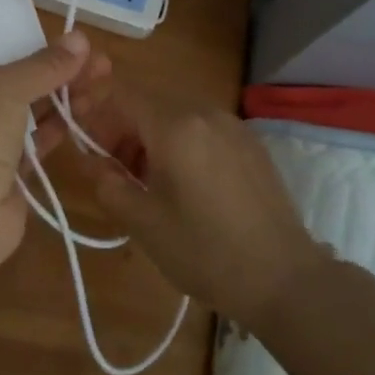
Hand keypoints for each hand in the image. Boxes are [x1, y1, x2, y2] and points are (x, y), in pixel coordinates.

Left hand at [0, 32, 109, 278]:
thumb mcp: (3, 87)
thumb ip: (43, 65)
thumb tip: (80, 38)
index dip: (19, 40)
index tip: (55, 36)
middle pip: (11, 80)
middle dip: (53, 68)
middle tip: (94, 58)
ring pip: (27, 110)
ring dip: (62, 94)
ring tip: (103, 77)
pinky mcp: (5, 175)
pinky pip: (36, 142)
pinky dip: (59, 126)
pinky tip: (88, 108)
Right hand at [81, 84, 325, 328]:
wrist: (283, 278)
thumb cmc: (205, 251)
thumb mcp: (143, 223)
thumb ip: (107, 183)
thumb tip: (91, 160)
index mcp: (175, 127)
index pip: (122, 97)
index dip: (97, 116)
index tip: (90, 150)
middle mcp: (205, 113)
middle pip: (149, 105)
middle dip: (124, 131)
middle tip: (116, 173)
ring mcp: (233, 126)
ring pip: (177, 117)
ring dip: (152, 140)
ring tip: (149, 184)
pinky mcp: (251, 144)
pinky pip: (203, 130)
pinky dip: (183, 145)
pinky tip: (187, 187)